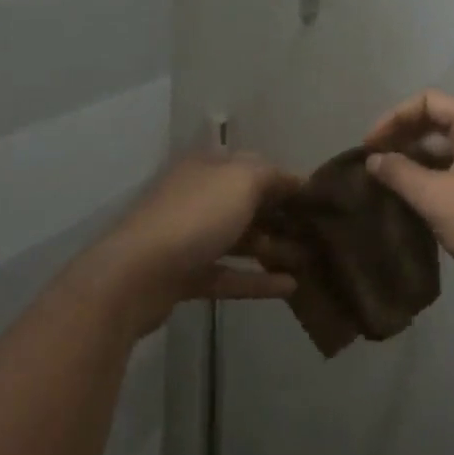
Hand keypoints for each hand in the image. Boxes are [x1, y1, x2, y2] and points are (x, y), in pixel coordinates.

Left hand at [91, 149, 301, 316]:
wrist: (136, 275)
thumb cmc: (195, 217)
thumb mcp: (241, 181)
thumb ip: (271, 176)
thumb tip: (293, 180)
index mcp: (206, 168)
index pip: (253, 166)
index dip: (285, 180)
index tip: (316, 200)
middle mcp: (196, 197)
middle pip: (246, 204)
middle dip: (280, 217)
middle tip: (316, 235)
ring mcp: (187, 238)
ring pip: (237, 240)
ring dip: (272, 249)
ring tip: (307, 262)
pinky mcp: (184, 276)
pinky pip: (227, 274)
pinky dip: (256, 280)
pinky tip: (289, 288)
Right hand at [363, 90, 453, 295]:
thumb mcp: (437, 198)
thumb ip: (400, 174)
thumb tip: (373, 160)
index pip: (427, 102)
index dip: (393, 119)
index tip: (368, 148)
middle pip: (438, 123)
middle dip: (403, 140)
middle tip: (373, 165)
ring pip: (448, 149)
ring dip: (417, 161)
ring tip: (388, 184)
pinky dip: (435, 177)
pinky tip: (416, 199)